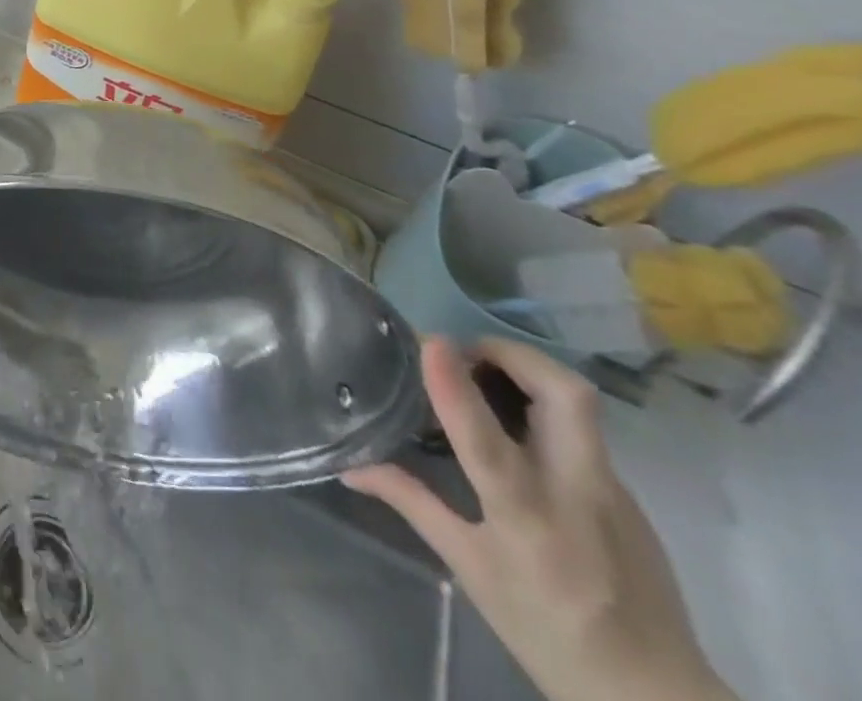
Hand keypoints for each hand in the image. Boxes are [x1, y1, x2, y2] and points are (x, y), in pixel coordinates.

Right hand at [342, 338, 734, 700]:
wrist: (658, 698)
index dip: (456, 386)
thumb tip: (350, 467)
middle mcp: (576, 492)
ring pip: (578, 404)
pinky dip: (541, 408)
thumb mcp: (470, 569)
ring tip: (481, 377)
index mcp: (526, 517)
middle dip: (512, 354)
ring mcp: (612, 491)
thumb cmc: (548, 632)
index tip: (431, 342)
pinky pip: (581, 430)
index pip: (487, 440)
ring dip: (527, 372)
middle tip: (465, 352)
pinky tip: (514, 428)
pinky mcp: (628, 495)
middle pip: (566, 396)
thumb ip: (412, 502)